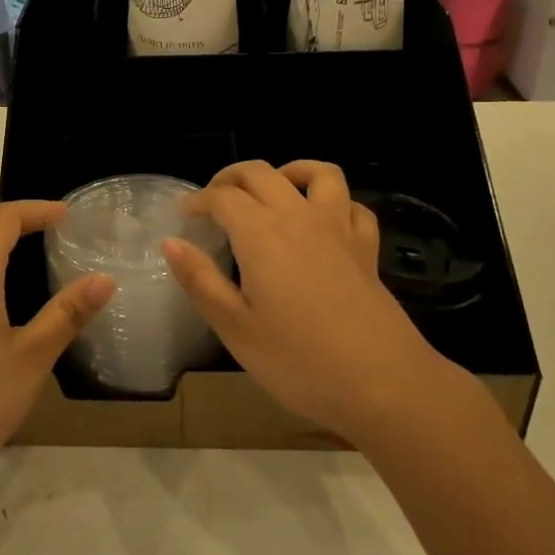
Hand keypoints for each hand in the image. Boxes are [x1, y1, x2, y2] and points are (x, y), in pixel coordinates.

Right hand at [162, 161, 460, 447]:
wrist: (384, 383)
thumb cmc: (299, 360)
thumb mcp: (235, 328)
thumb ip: (200, 280)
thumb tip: (171, 243)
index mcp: (261, 233)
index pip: (222, 197)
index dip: (198, 200)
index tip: (184, 214)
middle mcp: (299, 217)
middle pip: (261, 173)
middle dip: (231, 178)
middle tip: (213, 199)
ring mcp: (339, 228)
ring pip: (317, 173)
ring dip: (288, 171)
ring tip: (272, 190)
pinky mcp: (367, 249)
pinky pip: (352, 206)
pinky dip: (334, 201)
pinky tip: (323, 220)